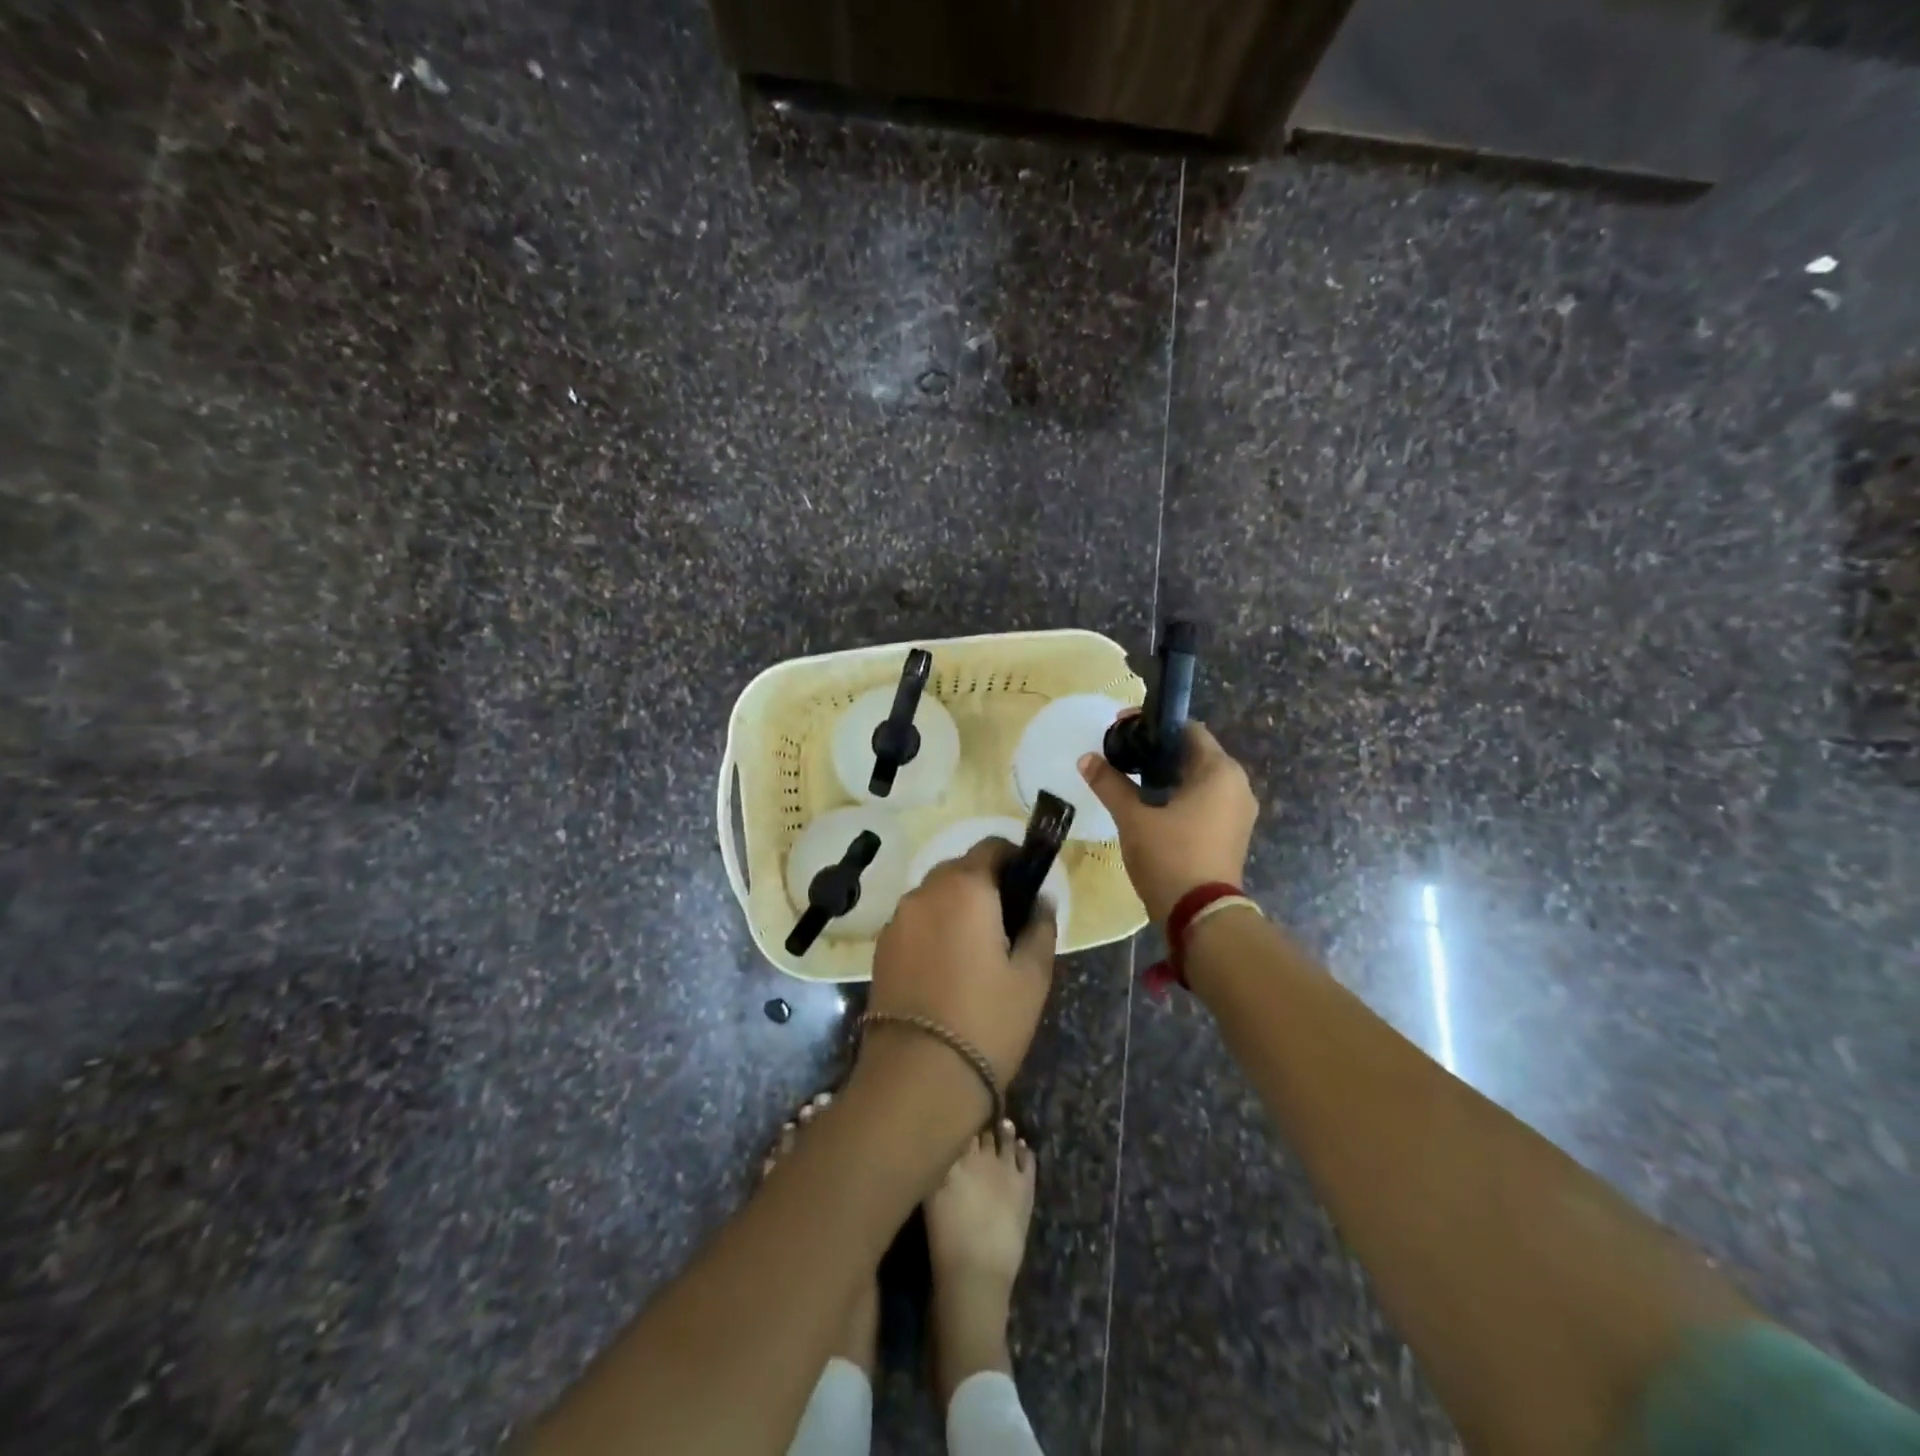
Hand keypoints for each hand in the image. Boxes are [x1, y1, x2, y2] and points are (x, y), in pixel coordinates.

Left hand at [864, 840, 1057, 1090]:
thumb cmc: (986, 1021)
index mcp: (965, 887)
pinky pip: (915, 922)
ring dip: (957, 906)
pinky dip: (934, 929)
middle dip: (986, 884)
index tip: (1029, 884)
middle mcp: (925, 892)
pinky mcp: (880, 948)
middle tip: (1009, 922)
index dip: (1014, 858)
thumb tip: (1041, 902)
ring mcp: (897, 920)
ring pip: (935, 896)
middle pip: (960, 869)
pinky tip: (948, 967)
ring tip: (978, 949)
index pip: (991, 847)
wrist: (917, 1078)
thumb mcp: (1031, 977)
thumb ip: (1040, 928)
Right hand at [1078, 719, 1257, 921]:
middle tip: (1121, 755)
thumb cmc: (1170, 857)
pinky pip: (1204, 801)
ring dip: (1166, 776)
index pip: (1187, 729)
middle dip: (1156, 752)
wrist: (1201, 917)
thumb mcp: (1133, 818)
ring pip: (1198, 780)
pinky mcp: (1232, 834)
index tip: (1121, 728)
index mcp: (1220, 771)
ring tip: (1129, 780)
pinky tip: (1150, 806)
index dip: (1153, 725)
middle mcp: (1237, 785)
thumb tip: (1086, 759)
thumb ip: (1110, 784)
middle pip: (1193, 754)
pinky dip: (1178, 797)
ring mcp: (1238, 811)